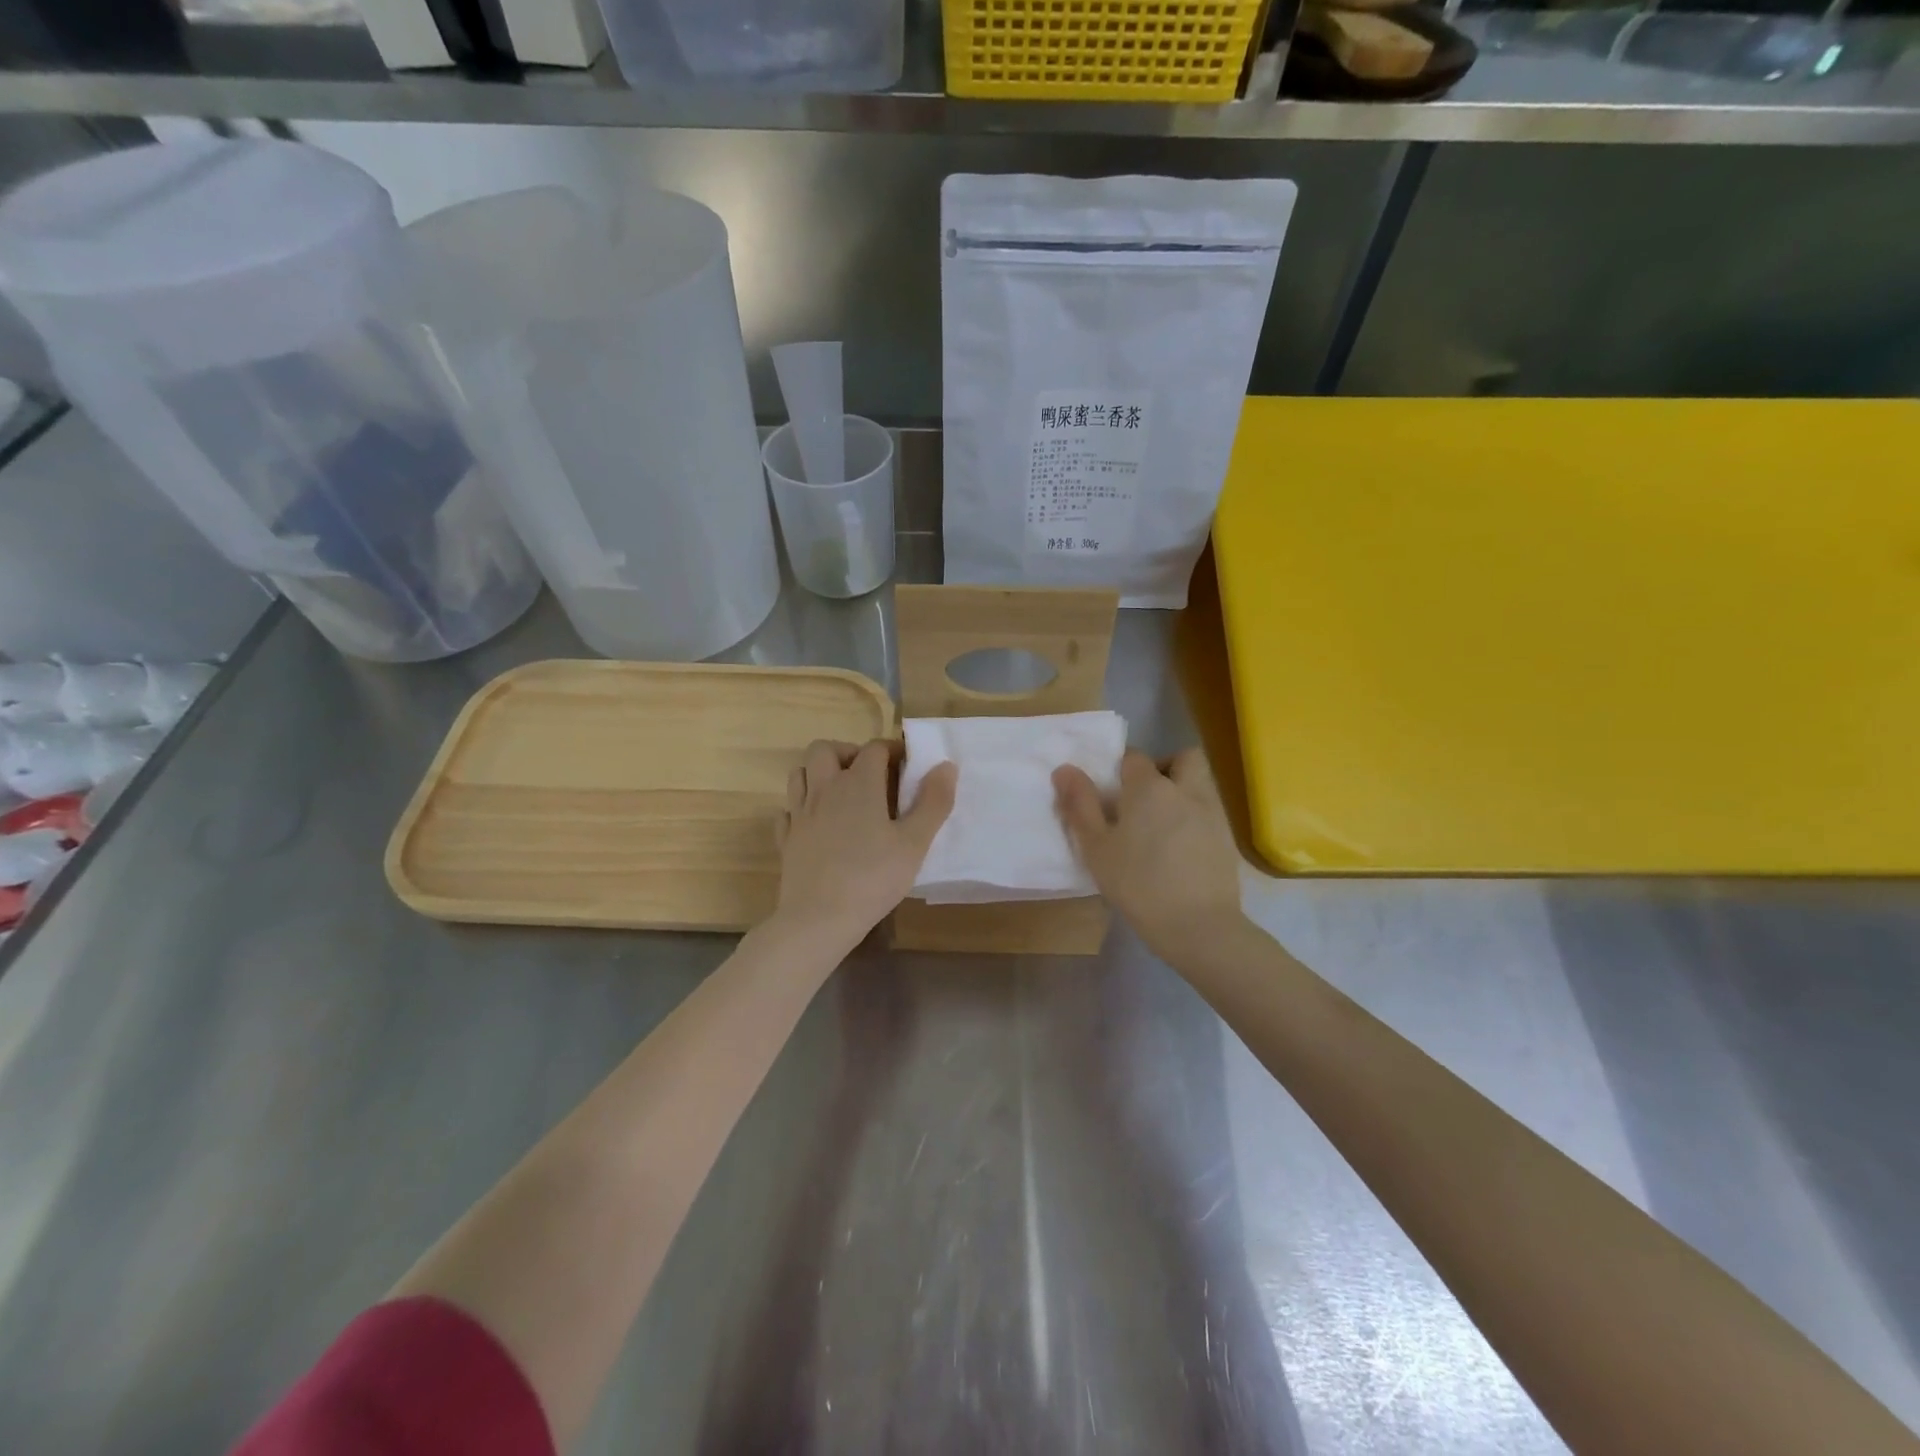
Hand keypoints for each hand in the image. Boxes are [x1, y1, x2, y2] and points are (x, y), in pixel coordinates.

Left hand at [773, 740, 956, 947]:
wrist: (818, 919)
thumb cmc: (873, 878)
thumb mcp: (914, 843)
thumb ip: (933, 802)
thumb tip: (945, 765)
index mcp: (858, 784)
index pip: (874, 749)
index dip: (892, 750)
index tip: (907, 765)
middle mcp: (824, 789)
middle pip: (825, 749)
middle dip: (847, 752)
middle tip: (868, 775)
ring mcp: (799, 814)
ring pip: (800, 774)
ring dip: (819, 774)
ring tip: (841, 794)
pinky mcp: (786, 839)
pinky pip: (788, 810)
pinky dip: (801, 808)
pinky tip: (816, 824)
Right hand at [1054, 748, 1243, 958]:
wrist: (1199, 926)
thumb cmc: (1138, 884)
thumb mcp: (1097, 848)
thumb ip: (1080, 805)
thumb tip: (1065, 769)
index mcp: (1149, 787)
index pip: (1133, 757)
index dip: (1120, 768)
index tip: (1109, 792)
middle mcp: (1186, 789)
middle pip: (1182, 758)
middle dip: (1164, 767)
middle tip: (1142, 797)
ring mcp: (1213, 812)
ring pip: (1200, 782)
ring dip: (1181, 790)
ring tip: (1159, 824)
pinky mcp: (1228, 838)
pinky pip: (1209, 811)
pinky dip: (1194, 817)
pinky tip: (1179, 848)